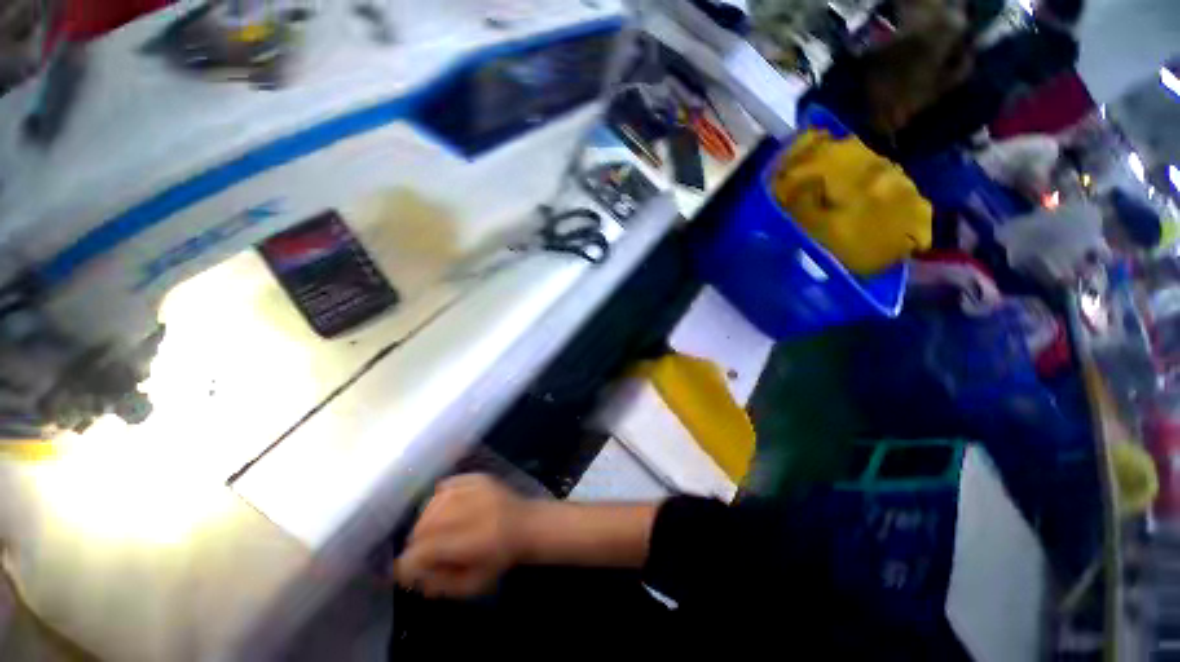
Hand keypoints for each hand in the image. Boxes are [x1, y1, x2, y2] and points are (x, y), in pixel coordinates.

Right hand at [392, 474, 531, 598]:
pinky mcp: (478, 477)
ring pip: (432, 505)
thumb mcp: (473, 583)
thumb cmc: (501, 558)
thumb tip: (412, 577)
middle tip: (420, 553)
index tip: (405, 573)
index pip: (426, 550)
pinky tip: (442, 510)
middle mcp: (473, 511)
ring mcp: (476, 490)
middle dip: (416, 543)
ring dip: (424, 522)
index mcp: (473, 541)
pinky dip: (438, 499)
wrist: (528, 525)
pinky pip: (446, 485)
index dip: (408, 564)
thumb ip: (440, 584)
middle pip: (425, 525)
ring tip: (430, 533)